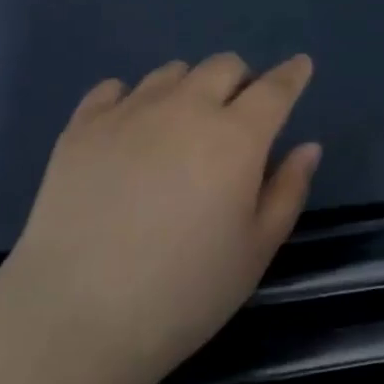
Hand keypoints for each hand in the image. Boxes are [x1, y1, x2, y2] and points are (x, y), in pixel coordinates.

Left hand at [0, 54, 320, 383]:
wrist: (76, 317)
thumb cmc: (183, 294)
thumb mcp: (255, 253)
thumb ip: (287, 191)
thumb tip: (307, 146)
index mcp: (235, 137)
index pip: (275, 89)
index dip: (292, 74)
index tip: (300, 66)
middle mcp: (185, 108)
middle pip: (223, 66)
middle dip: (240, 81)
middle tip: (235, 116)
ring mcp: (129, 111)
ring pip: (171, 72)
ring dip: (188, 89)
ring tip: (180, 128)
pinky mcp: (83, 126)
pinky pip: (114, 88)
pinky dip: (132, 99)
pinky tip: (129, 131)